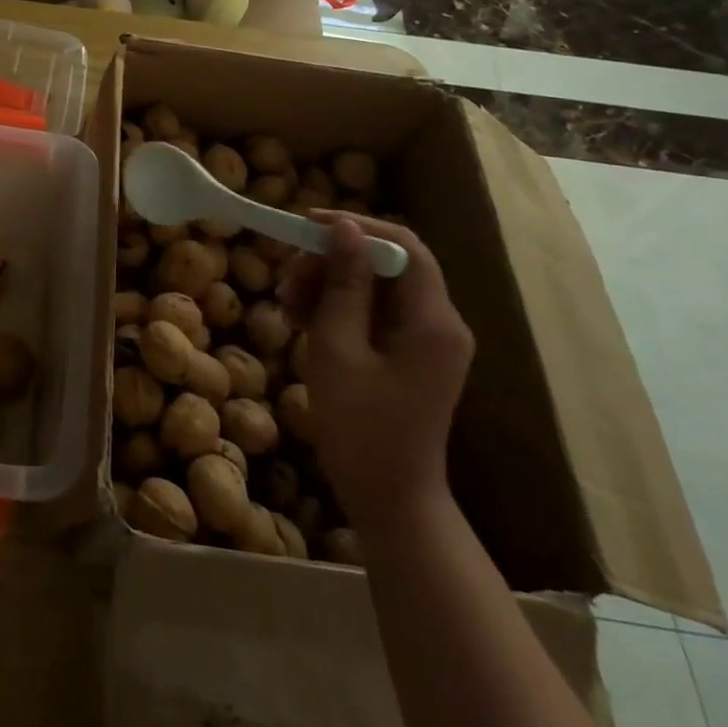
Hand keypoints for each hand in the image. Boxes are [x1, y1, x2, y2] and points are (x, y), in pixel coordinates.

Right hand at [279, 213, 473, 531]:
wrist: (389, 501)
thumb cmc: (361, 427)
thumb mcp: (338, 347)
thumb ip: (343, 283)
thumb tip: (343, 227)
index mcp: (432, 320)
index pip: (403, 245)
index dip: (356, 226)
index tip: (306, 225)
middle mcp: (440, 323)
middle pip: (386, 265)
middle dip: (333, 262)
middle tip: (287, 279)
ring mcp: (427, 342)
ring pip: (376, 288)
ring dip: (329, 286)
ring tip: (287, 306)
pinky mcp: (411, 357)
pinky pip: (375, 315)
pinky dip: (339, 310)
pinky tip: (303, 323)